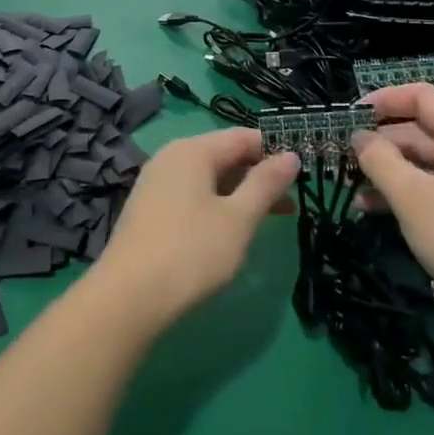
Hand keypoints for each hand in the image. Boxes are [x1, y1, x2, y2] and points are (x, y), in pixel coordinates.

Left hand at [90, 129, 298, 327]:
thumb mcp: (238, 218)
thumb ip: (266, 184)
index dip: (275, 150)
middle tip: (295, 198)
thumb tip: (291, 155)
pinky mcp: (149, 210)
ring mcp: (156, 184)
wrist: (127, 298)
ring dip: (242, 192)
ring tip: (274, 216)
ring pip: (209, 178)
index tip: (305, 169)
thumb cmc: (191, 252)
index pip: (243, 137)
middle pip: (224, 155)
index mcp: (192, 151)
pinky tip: (233, 229)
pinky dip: (218, 204)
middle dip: (260, 174)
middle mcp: (171, 158)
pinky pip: (192, 195)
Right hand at [353, 84, 433, 315]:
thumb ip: (378, 158)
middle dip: (382, 142)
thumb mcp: (410, 195)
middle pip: (423, 129)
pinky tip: (376, 211)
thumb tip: (359, 136)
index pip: (422, 96)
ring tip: (354, 191)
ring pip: (427, 162)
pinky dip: (408, 192)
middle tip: (345, 158)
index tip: (349, 115)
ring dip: (390, 172)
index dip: (384, 99)